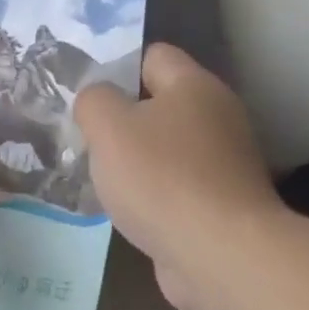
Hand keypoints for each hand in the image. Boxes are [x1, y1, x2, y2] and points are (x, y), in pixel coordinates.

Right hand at [73, 44, 283, 309]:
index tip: (86, 98)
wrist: (219, 252)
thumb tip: (96, 100)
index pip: (153, 56)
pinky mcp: (221, 203)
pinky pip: (176, 186)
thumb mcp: (108, 127)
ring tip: (99, 178)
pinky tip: (127, 210)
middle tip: (85, 140)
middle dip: (122, 121)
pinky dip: (152, 195)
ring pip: (166, 149)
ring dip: (135, 162)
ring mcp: (223, 163)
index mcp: (194, 87)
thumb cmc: (160, 178)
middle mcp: (217, 117)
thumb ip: (93, 101)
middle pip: (160, 104)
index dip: (116, 69)